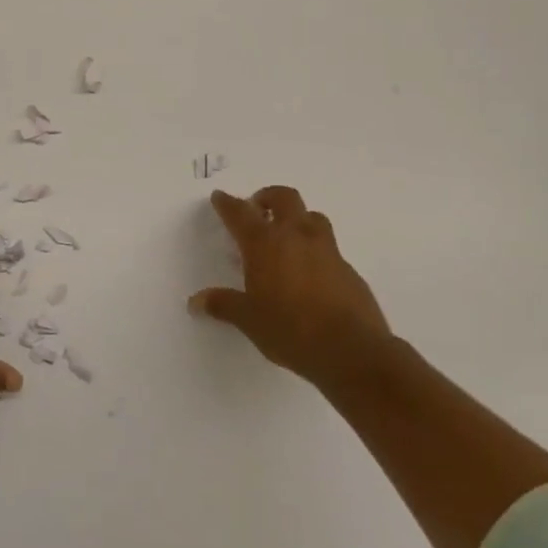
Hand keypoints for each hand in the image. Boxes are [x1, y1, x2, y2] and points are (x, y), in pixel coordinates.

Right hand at [191, 186, 391, 385]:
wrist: (352, 351)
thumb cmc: (290, 330)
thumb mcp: (248, 320)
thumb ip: (222, 305)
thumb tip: (195, 302)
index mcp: (264, 244)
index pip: (240, 213)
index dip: (227, 203)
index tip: (219, 197)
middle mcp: (296, 237)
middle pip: (284, 198)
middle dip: (268, 197)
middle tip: (258, 209)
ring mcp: (327, 250)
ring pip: (312, 216)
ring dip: (297, 218)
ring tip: (287, 236)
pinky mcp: (349, 269)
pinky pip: (329, 247)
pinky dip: (315, 249)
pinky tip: (310, 273)